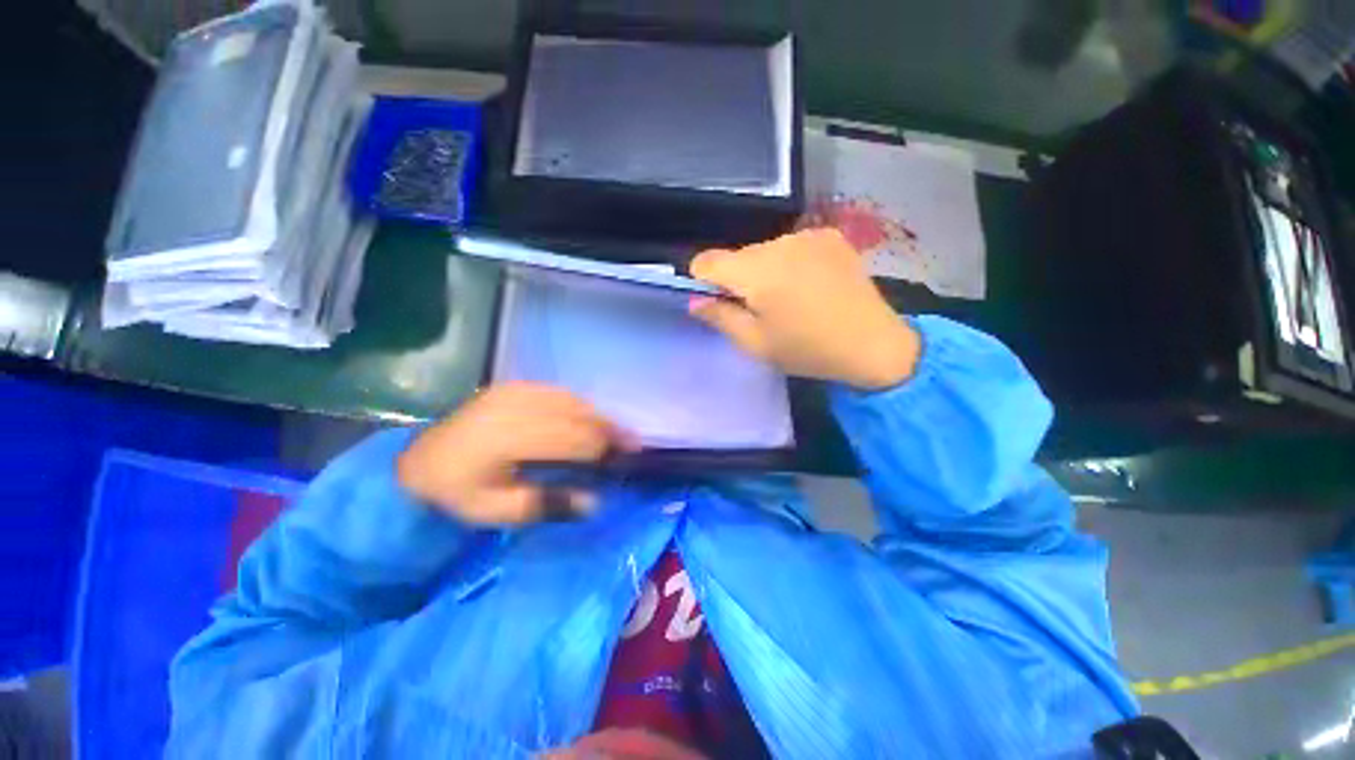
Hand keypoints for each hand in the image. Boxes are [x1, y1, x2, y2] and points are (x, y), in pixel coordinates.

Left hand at [396, 382, 637, 524]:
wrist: (416, 460)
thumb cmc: (454, 492)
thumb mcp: (495, 511)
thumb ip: (546, 504)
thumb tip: (594, 501)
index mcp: (511, 438)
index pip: (574, 439)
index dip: (605, 448)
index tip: (628, 458)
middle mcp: (517, 406)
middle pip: (579, 414)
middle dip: (610, 429)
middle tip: (633, 444)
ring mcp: (515, 391)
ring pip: (572, 400)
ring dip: (598, 415)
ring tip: (616, 431)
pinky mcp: (513, 386)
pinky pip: (558, 392)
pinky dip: (579, 405)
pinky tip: (588, 417)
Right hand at [689, 228, 920, 389]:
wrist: (874, 344)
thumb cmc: (808, 350)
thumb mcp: (756, 344)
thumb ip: (720, 318)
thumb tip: (695, 301)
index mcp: (758, 271)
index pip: (707, 261)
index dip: (703, 281)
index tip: (717, 303)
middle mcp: (780, 243)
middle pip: (737, 256)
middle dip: (736, 280)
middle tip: (758, 310)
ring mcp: (808, 235)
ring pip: (764, 251)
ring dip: (763, 271)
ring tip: (788, 300)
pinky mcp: (830, 236)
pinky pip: (791, 246)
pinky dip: (789, 263)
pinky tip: (808, 285)